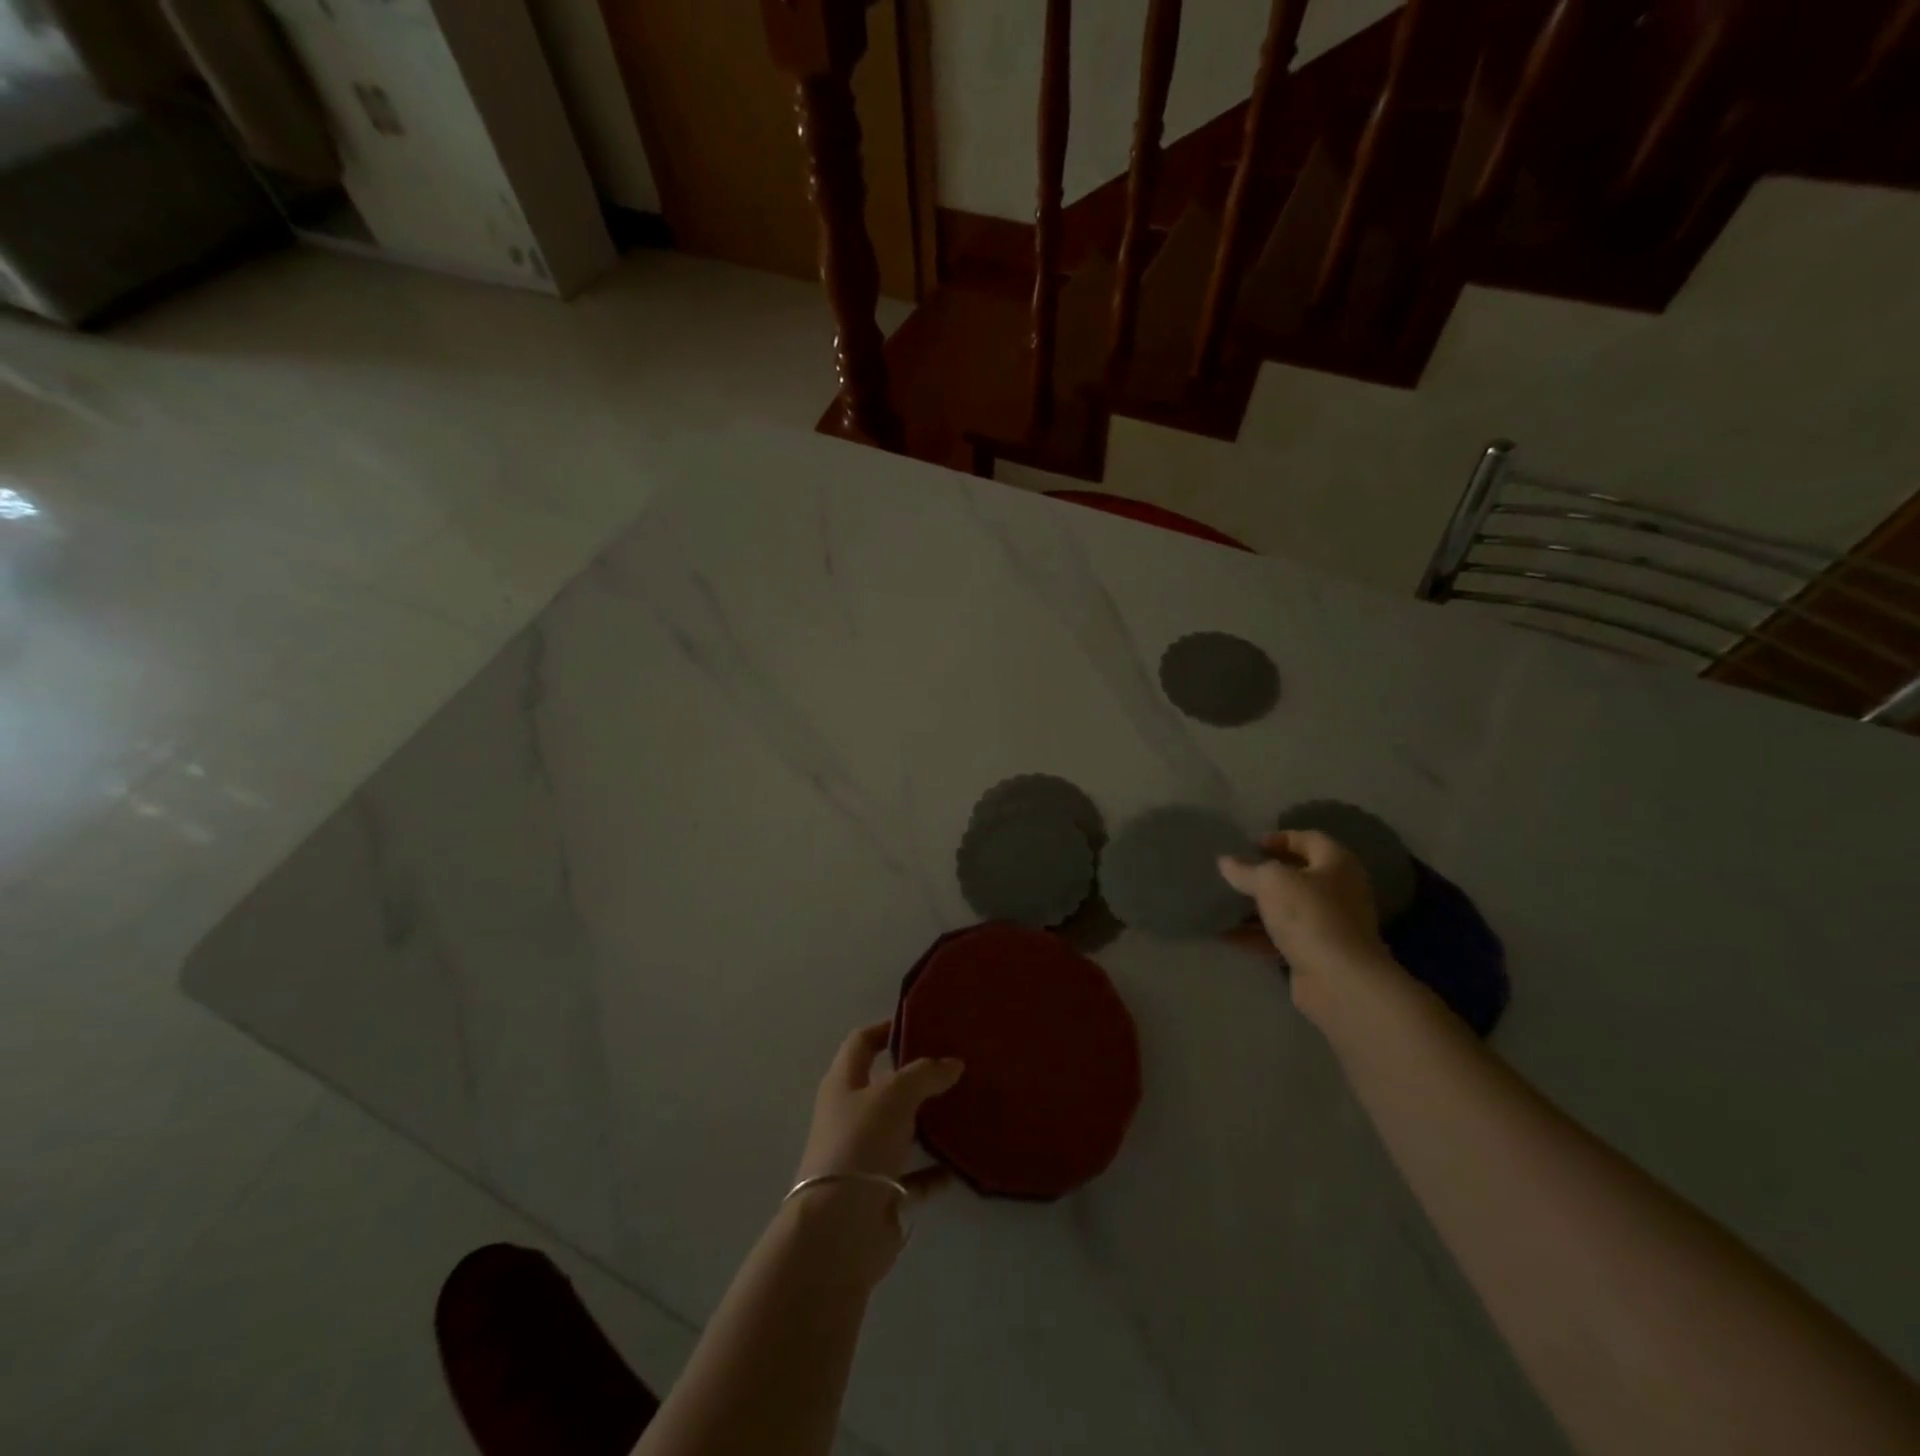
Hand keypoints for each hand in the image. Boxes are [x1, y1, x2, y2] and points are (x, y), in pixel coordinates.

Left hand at [796, 1020, 963, 1201]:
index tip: (921, 1022)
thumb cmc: (860, 1144)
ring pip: (901, 1130)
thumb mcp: (894, 1095)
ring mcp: (865, 1156)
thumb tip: (953, 1063)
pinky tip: (959, 1164)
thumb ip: (924, 1074)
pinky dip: (934, 1171)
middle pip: (885, 1086)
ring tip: (965, 1108)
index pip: (862, 1043)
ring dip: (929, 1123)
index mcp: (843, 1085)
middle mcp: (850, 1116)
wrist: (839, 1230)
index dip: (886, 1028)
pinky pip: (914, 1176)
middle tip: (955, 1065)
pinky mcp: (881, 1194)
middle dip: (917, 1076)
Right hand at [1218, 830, 1396, 1015]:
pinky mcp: (1316, 954)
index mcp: (1337, 864)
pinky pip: (1281, 938)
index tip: (1248, 845)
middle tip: (1233, 873)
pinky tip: (1225, 935)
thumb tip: (1226, 861)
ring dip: (1256, 907)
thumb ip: (1246, 870)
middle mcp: (1338, 891)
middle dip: (1263, 875)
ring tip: (1222, 903)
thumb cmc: (1310, 915)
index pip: (1309, 839)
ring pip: (1287, 909)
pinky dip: (1255, 936)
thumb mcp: (1271, 882)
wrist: (1340, 981)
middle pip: (1297, 876)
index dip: (1279, 837)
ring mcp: (1329, 925)